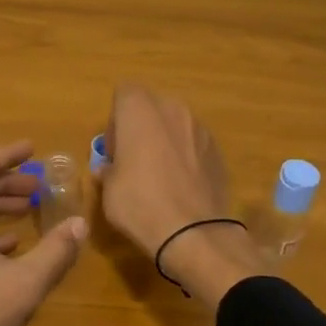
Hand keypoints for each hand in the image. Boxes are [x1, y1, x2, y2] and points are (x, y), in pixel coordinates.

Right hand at [100, 84, 230, 253]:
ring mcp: (200, 129)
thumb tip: (108, 169)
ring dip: (164, 140)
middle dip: (141, 126)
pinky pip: (193, 144)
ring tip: (159, 175)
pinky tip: (181, 186)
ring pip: (175, 124)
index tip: (115, 149)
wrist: (194, 233)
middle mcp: (173, 109)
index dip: (116, 119)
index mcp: (140, 110)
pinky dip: (185, 156)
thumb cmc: (139, 203)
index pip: (124, 92)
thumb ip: (107, 169)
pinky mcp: (218, 150)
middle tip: (133, 160)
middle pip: (151, 106)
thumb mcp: (108, 189)